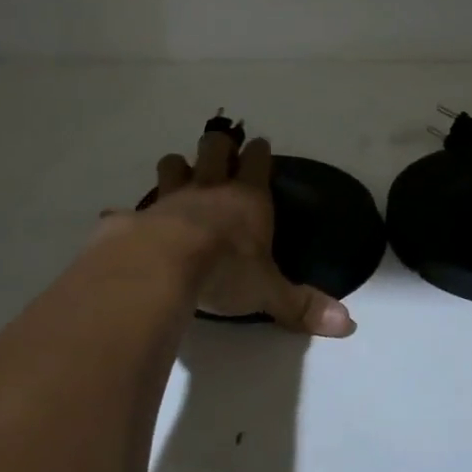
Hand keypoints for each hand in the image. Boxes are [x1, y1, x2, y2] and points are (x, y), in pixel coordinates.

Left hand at [143, 127, 355, 337]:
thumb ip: (302, 305)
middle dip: (218, 146)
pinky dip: (127, 214)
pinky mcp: (136, 216)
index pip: (257, 160)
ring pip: (172, 164)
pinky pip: (128, 209)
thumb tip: (348, 325)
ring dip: (176, 168)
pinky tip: (123, 221)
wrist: (161, 267)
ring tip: (178, 176)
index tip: (259, 147)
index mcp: (246, 198)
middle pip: (214, 147)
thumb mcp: (268, 292)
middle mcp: (209, 188)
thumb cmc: (224, 272)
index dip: (258, 152)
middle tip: (220, 153)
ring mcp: (169, 197)